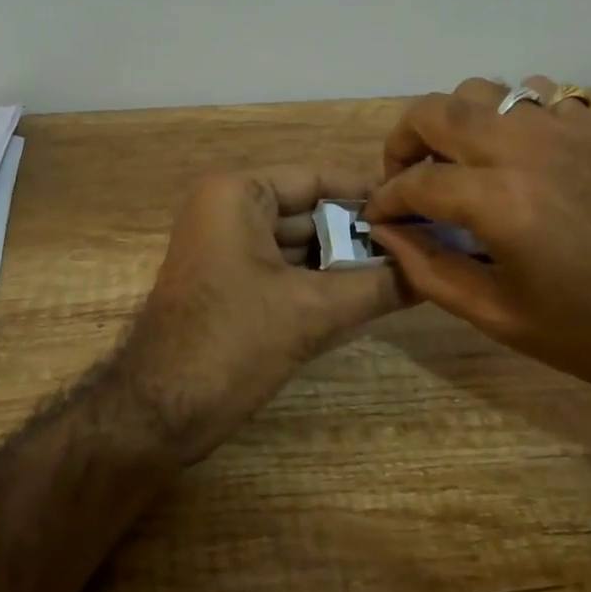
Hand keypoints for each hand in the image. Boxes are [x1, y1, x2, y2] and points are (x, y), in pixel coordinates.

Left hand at [116, 165, 407, 462]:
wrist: (156, 414)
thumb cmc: (230, 343)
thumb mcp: (311, 312)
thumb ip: (375, 287)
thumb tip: (433, 272)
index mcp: (238, 193)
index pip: (317, 177)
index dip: (369, 192)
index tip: (419, 205)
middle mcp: (229, 209)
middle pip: (311, 211)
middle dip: (361, 231)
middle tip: (422, 243)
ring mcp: (228, 247)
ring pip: (301, 244)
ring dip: (347, 260)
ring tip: (409, 268)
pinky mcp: (231, 283)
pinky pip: (287, 270)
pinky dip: (323, 282)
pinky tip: (371, 294)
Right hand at [364, 77, 590, 427]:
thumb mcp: (499, 316)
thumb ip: (430, 268)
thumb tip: (386, 232)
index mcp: (500, 201)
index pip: (416, 181)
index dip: (386, 199)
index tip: (379, 216)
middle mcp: (527, 149)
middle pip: (437, 110)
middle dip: (404, 140)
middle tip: (406, 176)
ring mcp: (568, 130)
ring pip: (484, 91)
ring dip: (457, 122)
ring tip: (461, 161)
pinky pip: (537, 98)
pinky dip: (512, 117)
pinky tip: (520, 155)